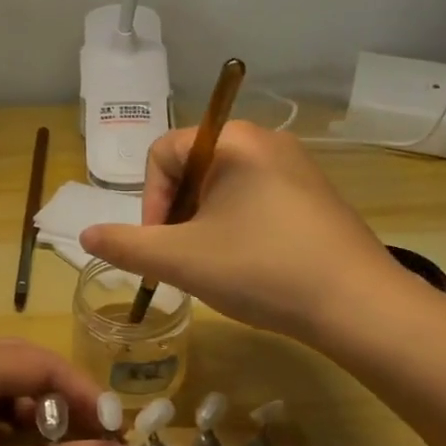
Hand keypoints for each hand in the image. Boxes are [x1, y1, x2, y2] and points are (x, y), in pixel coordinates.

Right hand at [81, 121, 406, 342]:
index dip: (149, 201)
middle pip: (193, 168)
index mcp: (233, 140)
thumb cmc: (261, 269)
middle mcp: (266, 140)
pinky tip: (251, 264)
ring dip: (205, 223)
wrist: (360, 306)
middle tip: (185, 258)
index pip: (162, 153)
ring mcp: (296, 166)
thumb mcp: (181, 260)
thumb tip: (85, 234)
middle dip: (178, 214)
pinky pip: (257, 198)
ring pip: (225, 187)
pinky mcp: (315, 195)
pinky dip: (238, 226)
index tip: (161, 246)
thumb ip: (126, 245)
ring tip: (217, 265)